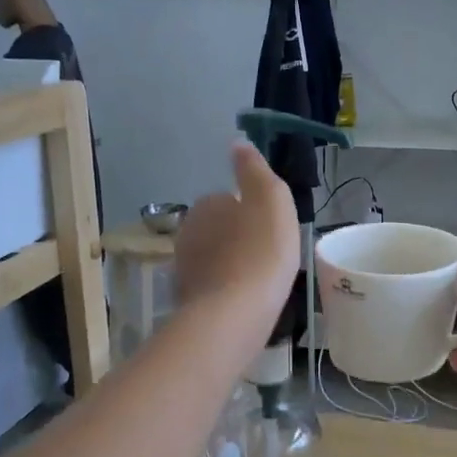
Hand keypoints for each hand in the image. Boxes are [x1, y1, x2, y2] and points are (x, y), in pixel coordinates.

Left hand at [175, 143, 298, 327]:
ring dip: (232, 265)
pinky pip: (212, 287)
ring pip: (214, 258)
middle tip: (268, 256)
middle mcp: (187, 231)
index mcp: (207, 205)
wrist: (235, 313)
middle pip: (219, 229)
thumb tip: (238, 143)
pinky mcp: (187, 299)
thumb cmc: (261, 251)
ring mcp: (184, 267)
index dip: (252, 214)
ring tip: (259, 281)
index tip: (271, 231)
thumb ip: (254, 169)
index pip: (229, 200)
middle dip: (239, 239)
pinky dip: (226, 290)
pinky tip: (244, 302)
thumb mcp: (271, 199)